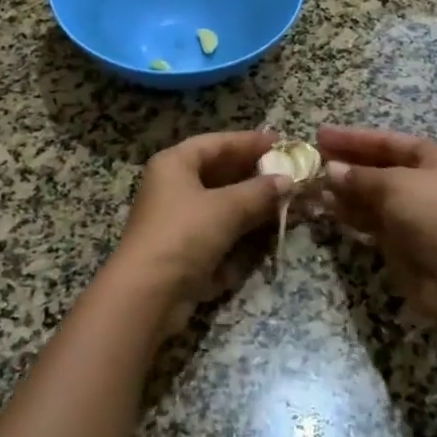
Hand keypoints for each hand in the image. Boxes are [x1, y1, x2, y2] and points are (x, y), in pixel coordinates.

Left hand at [108, 131, 290, 337]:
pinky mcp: (185, 248)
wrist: (148, 294)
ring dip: (252, 202)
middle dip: (254, 173)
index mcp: (174, 164)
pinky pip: (219, 228)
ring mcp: (178, 219)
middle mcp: (173, 186)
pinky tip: (268, 228)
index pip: (216, 143)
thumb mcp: (226, 208)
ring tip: (287, 199)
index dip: (249, 141)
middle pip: (219, 172)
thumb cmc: (184, 235)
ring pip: (221, 202)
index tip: (280, 142)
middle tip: (288, 172)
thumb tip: (288, 180)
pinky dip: (241, 226)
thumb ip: (259, 191)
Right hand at [317, 126, 436, 340]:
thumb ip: (360, 176)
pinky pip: (372, 221)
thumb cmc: (436, 213)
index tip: (322, 135)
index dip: (355, 138)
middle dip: (348, 163)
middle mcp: (428, 183)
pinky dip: (352, 213)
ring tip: (314, 184)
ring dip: (345, 189)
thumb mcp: (396, 184)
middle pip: (381, 168)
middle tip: (314, 158)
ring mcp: (416, 214)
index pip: (390, 141)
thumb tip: (331, 169)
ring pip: (374, 196)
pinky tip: (328, 208)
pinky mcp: (404, 243)